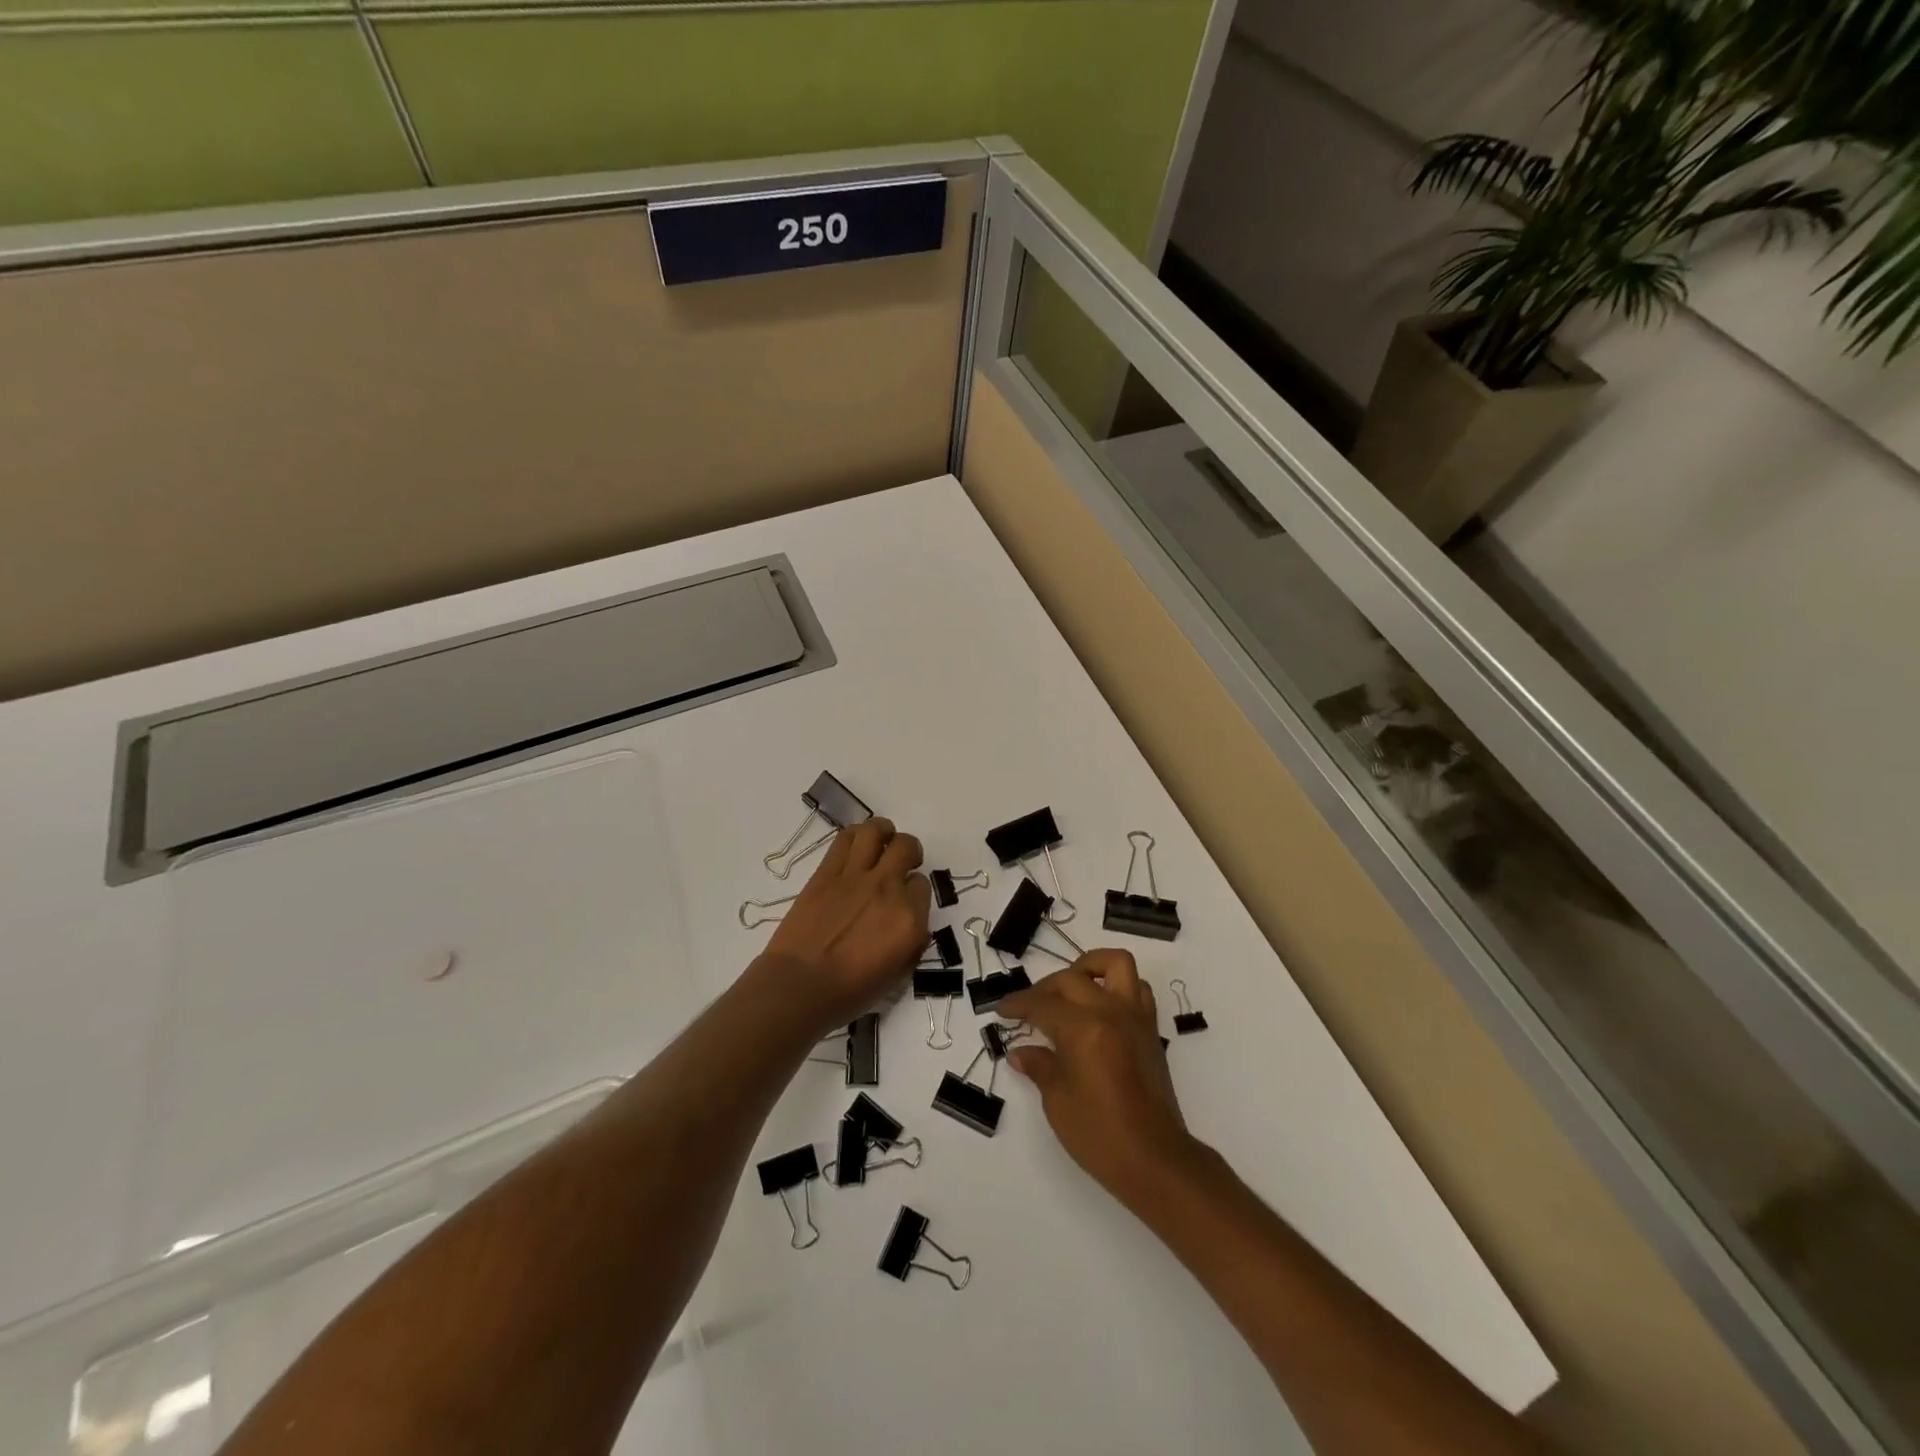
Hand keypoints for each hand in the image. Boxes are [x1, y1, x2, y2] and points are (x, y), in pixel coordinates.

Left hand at [760, 818, 930, 1031]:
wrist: (799, 987)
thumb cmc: (850, 992)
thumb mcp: (898, 973)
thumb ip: (911, 941)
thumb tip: (910, 920)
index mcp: (909, 919)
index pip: (923, 886)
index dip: (915, 890)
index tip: (906, 899)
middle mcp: (887, 889)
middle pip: (906, 848)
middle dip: (909, 852)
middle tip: (902, 863)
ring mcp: (855, 877)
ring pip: (876, 831)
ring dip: (884, 831)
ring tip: (882, 841)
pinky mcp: (826, 873)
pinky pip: (845, 839)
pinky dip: (856, 837)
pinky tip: (857, 846)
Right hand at [998, 949, 1196, 1206]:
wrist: (1154, 1160)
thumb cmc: (1099, 1134)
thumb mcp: (1057, 1101)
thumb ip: (1039, 1066)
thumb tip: (1021, 1052)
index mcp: (1083, 1028)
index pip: (1042, 1004)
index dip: (1018, 1004)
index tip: (1001, 1009)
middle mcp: (1111, 1012)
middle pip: (1072, 978)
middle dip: (1045, 988)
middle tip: (1028, 1009)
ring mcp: (1135, 1017)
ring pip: (1115, 964)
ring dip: (1089, 968)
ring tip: (1071, 990)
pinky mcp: (1150, 1030)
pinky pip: (1137, 988)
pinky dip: (1117, 986)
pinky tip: (1099, 1009)